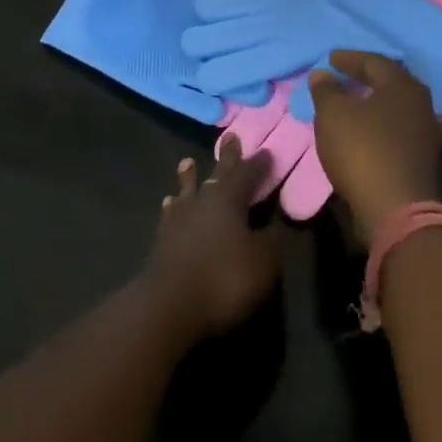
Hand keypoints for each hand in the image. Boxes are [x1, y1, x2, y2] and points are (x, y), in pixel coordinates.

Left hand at [143, 135, 282, 343]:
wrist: (168, 305)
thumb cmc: (223, 279)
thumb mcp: (263, 262)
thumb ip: (272, 239)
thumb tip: (279, 219)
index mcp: (229, 199)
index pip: (247, 174)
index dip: (259, 164)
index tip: (267, 151)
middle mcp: (203, 200)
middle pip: (218, 173)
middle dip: (227, 157)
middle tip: (230, 136)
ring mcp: (179, 218)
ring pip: (188, 189)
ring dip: (191, 176)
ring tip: (188, 162)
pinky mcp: (162, 239)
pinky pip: (171, 213)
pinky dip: (173, 206)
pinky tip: (169, 204)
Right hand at [310, 50, 441, 243]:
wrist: (396, 209)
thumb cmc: (363, 150)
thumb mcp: (333, 114)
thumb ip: (326, 90)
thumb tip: (322, 74)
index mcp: (402, 85)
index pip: (374, 62)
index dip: (349, 59)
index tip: (330, 59)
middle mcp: (421, 104)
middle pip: (391, 83)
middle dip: (366, 79)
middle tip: (345, 77)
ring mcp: (427, 134)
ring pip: (397, 109)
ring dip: (376, 105)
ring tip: (354, 105)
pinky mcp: (425, 160)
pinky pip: (400, 132)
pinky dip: (382, 128)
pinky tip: (369, 134)